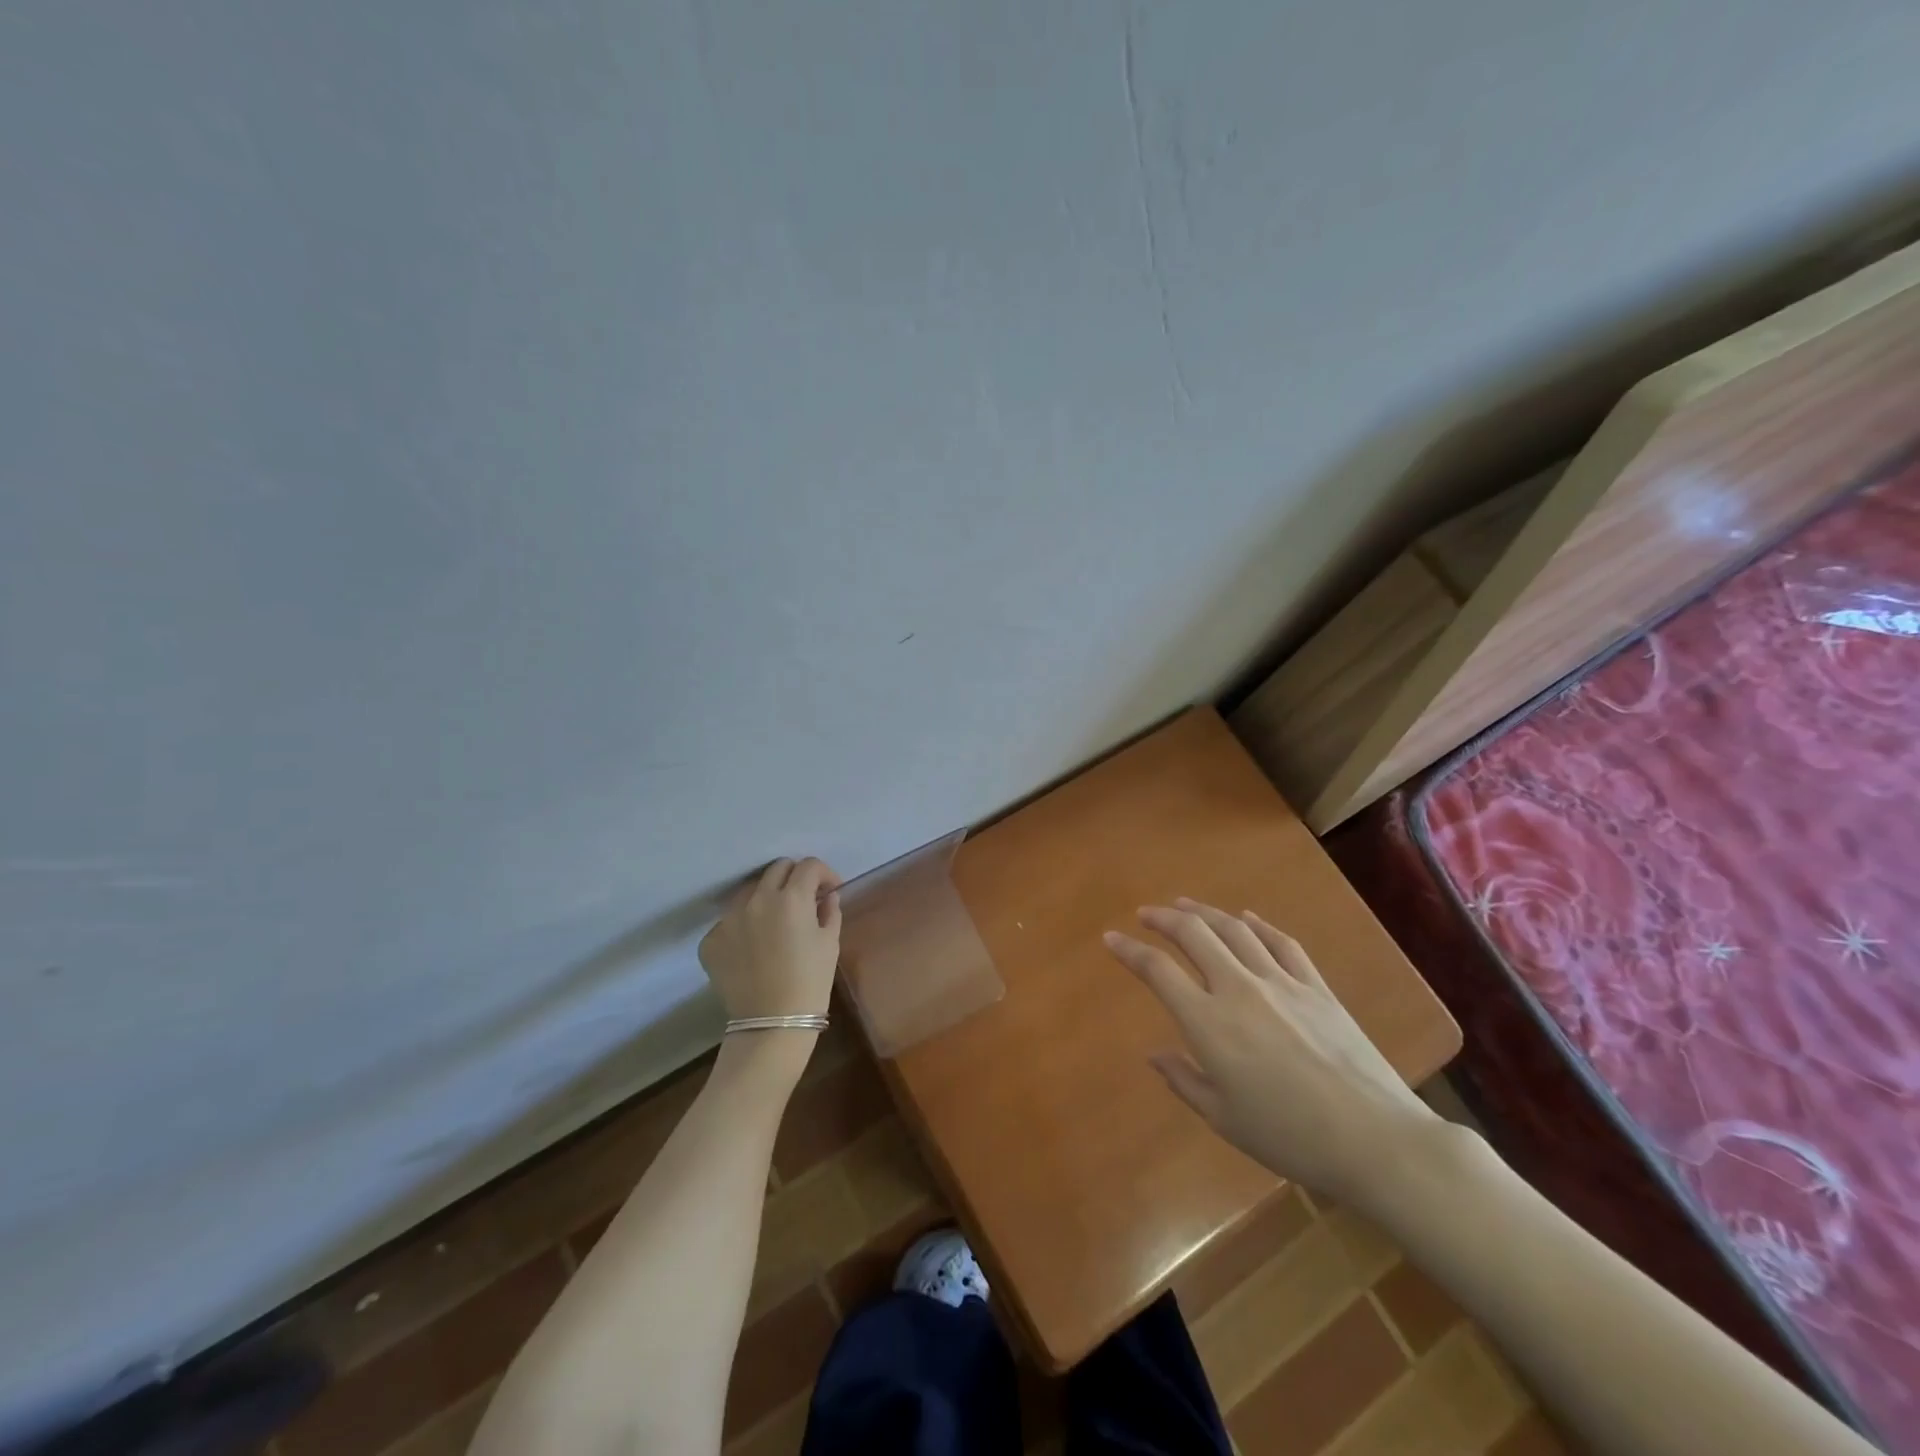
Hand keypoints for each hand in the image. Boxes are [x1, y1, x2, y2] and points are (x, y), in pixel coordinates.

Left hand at [699, 858, 842, 1020]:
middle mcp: (757, 899)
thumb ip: (829, 911)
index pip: (809, 865)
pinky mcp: (711, 939)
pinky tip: (754, 947)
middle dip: (795, 877)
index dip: (824, 873)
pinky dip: (745, 926)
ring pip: (750, 891)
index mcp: (791, 898)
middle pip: (777, 868)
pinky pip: (730, 921)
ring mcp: (729, 918)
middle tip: (805, 898)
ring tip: (775, 921)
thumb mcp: (830, 943)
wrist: (772, 1024)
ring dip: (767, 897)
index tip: (830, 890)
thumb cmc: (810, 982)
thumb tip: (826, 896)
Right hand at [1103, 898, 1443, 1210]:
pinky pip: (1281, 942)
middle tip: (1146, 913)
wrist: (1374, 1139)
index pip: (1158, 971)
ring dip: (1204, 912)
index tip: (1111, 938)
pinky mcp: (1316, 986)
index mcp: (1209, 1023)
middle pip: (1194, 934)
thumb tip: (1155, 1053)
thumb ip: (1184, 1080)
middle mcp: (1239, 989)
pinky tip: (1247, 918)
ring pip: (1234, 929)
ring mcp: (1281, 982)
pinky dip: (1258, 924)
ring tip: (1185, 905)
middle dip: (1164, 918)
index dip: (1130, 951)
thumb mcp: (1224, 1118)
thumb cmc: (1290, 1137)